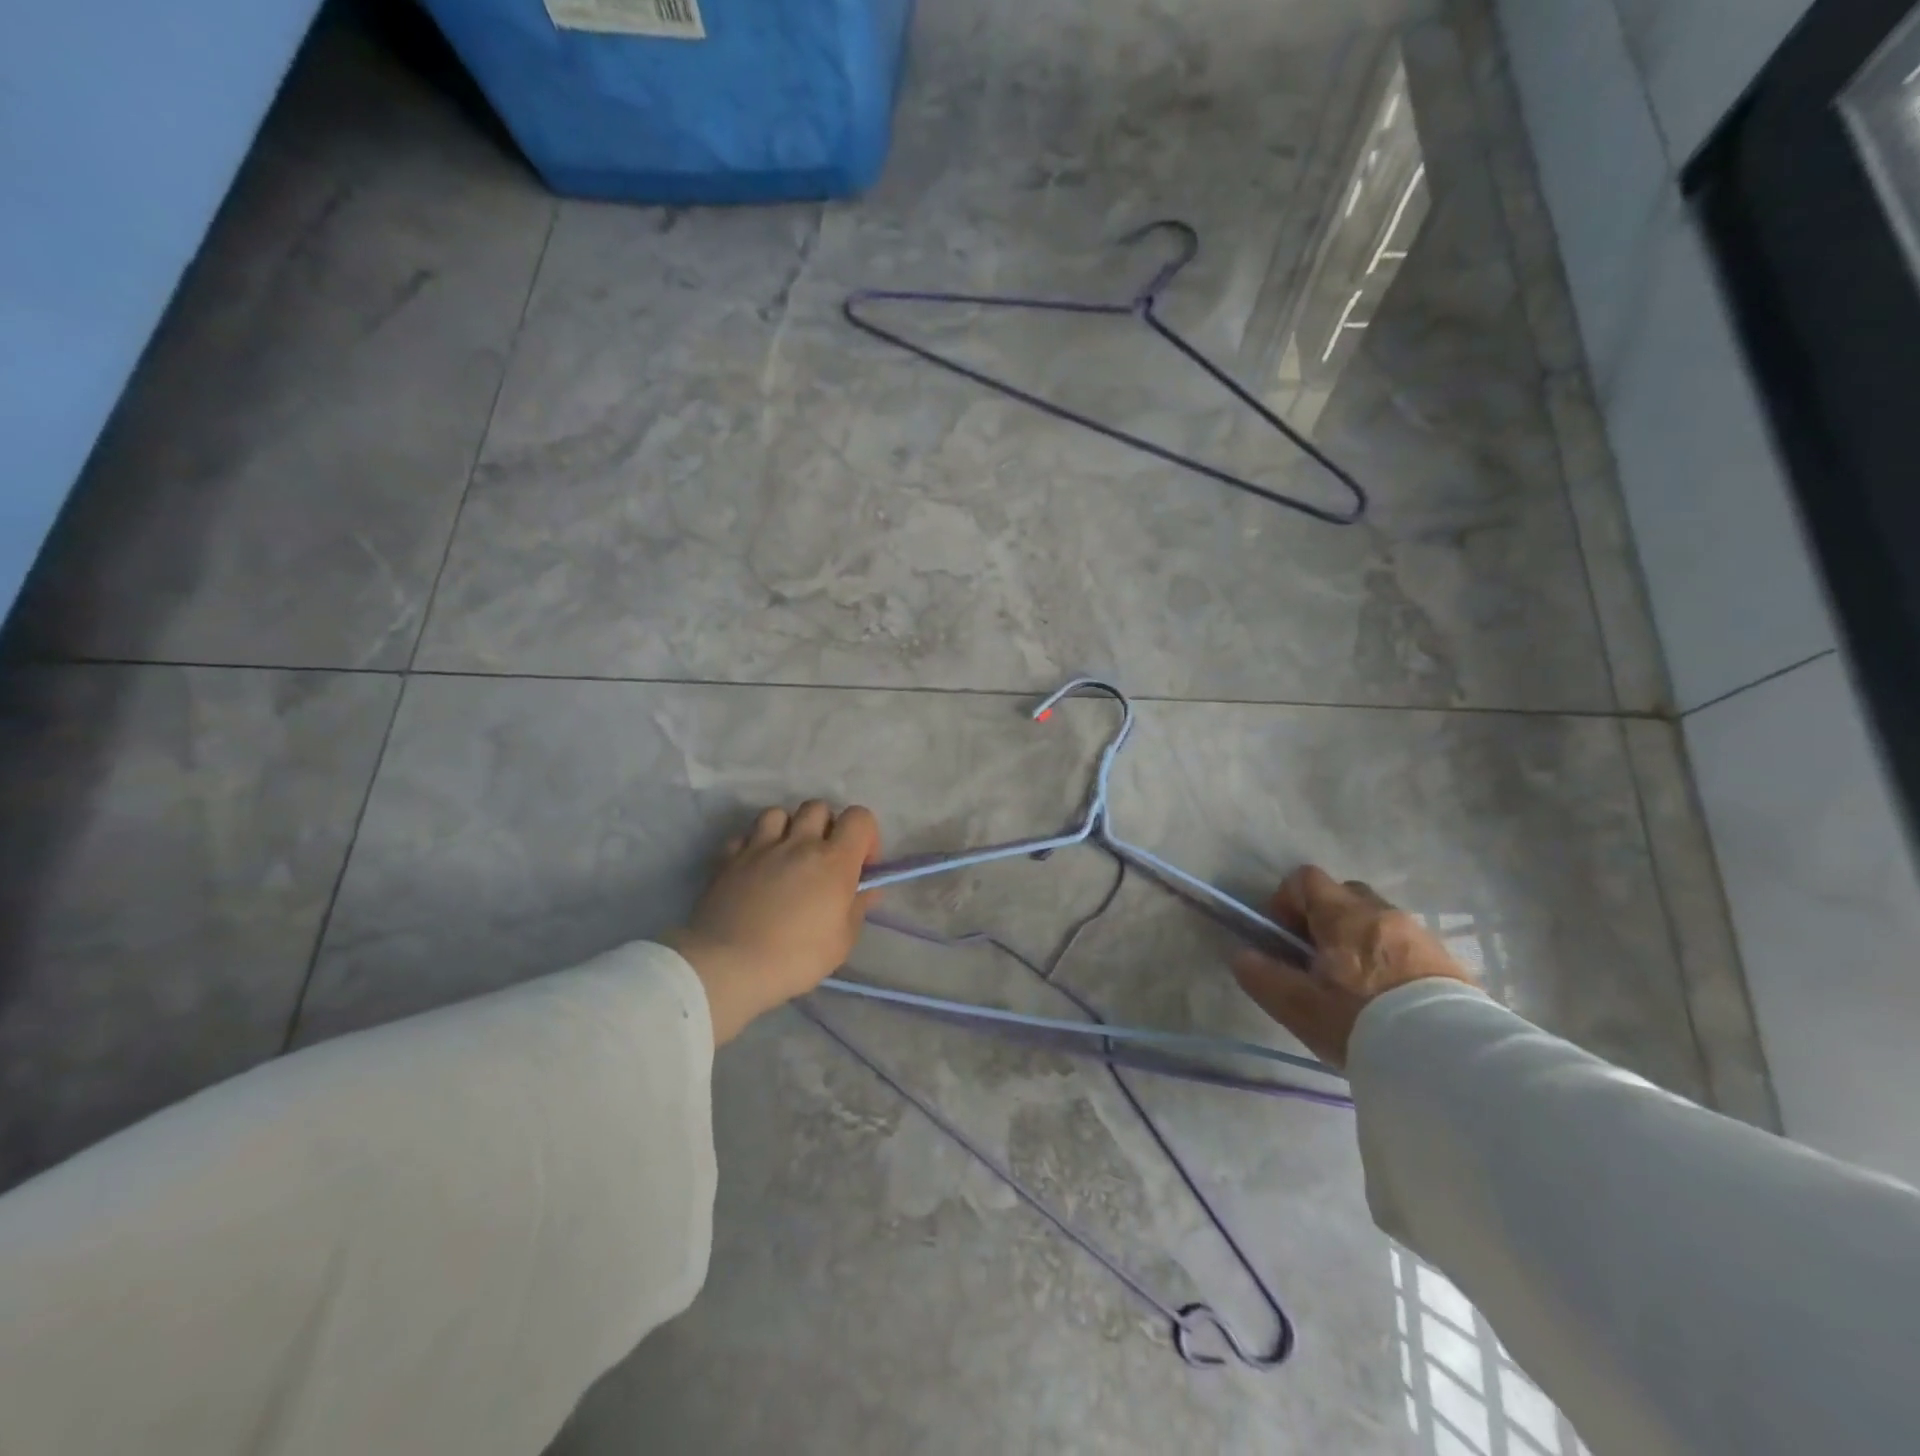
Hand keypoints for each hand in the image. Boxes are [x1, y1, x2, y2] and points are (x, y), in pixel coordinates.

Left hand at [665, 801, 880, 1045]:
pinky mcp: (729, 858)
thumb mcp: (841, 942)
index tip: (860, 865)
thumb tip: (866, 891)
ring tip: (786, 856)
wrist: (728, 966)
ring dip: (787, 829)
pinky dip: (753, 846)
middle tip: (823, 859)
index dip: (865, 835)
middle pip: (818, 807)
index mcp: (834, 860)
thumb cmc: (795, 958)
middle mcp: (799, 843)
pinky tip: (754, 868)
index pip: (859, 817)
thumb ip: (857, 909)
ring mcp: (760, 847)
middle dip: (826, 827)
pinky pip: (745, 836)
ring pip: (778, 813)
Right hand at [1230, 865, 1475, 1067]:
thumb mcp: (1297, 1005)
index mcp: (1342, 914)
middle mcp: (1382, 912)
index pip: (1304, 878)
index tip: (1284, 937)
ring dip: (1360, 941)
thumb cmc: (1360, 1020)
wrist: (1449, 1057)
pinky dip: (1390, 961)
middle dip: (1325, 920)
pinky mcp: (1448, 962)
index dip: (1286, 901)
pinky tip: (1389, 1001)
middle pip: (1344, 895)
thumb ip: (1262, 976)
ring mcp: (1419, 934)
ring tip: (1356, 987)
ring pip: (1377, 921)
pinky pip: (1407, 947)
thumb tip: (1243, 956)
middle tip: (1318, 961)